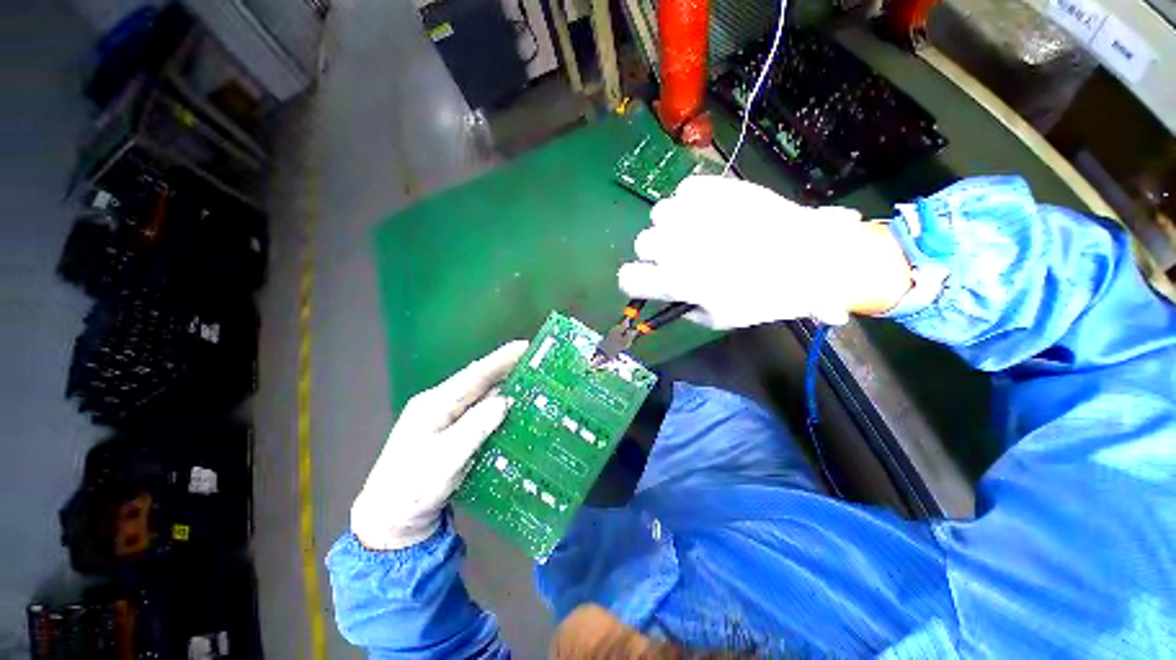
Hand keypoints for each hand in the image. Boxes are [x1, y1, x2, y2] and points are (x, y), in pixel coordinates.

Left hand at [350, 341, 527, 549]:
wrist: (391, 522)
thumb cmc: (412, 489)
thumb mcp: (444, 459)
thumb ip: (475, 427)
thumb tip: (505, 400)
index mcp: (434, 404)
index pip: (473, 375)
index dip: (500, 359)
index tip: (524, 346)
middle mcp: (440, 406)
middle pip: (478, 382)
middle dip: (505, 368)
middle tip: (535, 361)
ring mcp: (445, 420)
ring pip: (480, 397)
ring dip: (504, 387)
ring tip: (531, 380)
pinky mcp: (452, 435)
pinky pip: (480, 414)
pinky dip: (498, 408)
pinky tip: (514, 409)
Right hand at [617, 176, 912, 327]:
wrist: (813, 257)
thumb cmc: (767, 297)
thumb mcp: (720, 318)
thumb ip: (686, 308)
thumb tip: (673, 294)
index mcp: (678, 281)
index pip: (629, 279)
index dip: (634, 282)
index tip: (647, 280)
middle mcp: (678, 245)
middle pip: (642, 243)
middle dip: (657, 252)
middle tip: (682, 255)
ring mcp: (696, 212)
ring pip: (659, 214)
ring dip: (672, 225)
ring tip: (697, 230)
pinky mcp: (716, 187)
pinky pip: (685, 190)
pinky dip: (692, 201)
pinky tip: (712, 212)